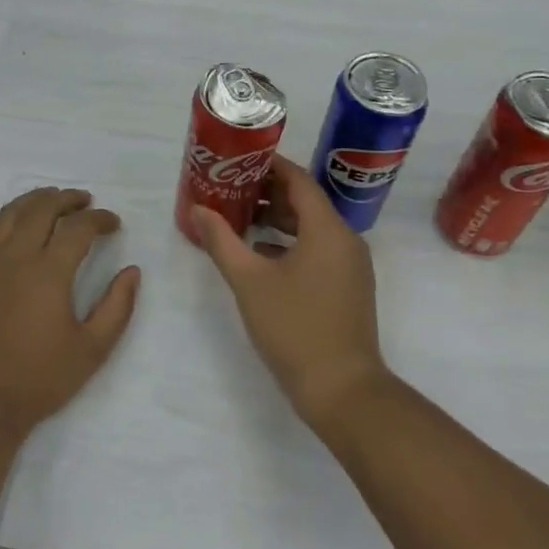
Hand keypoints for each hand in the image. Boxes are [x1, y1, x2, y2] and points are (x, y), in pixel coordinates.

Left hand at [0, 188, 141, 439]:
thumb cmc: (39, 379)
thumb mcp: (92, 349)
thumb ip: (118, 306)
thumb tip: (132, 271)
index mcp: (48, 271)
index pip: (78, 227)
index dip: (99, 219)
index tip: (113, 223)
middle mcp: (15, 256)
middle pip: (41, 208)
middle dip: (67, 199)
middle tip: (85, 201)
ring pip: (10, 213)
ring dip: (35, 200)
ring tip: (52, 200)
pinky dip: (11, 219)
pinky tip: (20, 230)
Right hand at [187, 156, 387, 433]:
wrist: (342, 390)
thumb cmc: (294, 327)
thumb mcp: (249, 281)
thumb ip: (221, 240)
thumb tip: (198, 209)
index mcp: (327, 229)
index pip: (298, 180)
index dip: (269, 164)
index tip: (238, 158)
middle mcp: (345, 239)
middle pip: (306, 201)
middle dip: (268, 190)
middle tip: (231, 185)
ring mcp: (350, 265)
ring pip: (311, 227)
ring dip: (277, 218)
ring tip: (239, 215)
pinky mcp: (348, 287)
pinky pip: (317, 249)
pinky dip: (289, 242)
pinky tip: (260, 252)